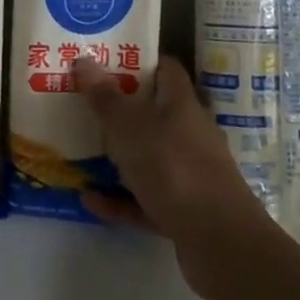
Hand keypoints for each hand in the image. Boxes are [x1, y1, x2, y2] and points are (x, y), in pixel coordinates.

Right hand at [74, 55, 268, 249]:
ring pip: (149, 156)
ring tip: (81, 151)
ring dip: (118, 156)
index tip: (107, 59)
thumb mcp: (128, 126)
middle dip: (121, 109)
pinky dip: (120, 199)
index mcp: (181, 104)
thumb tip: (84, 59)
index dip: (139, 61)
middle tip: (84, 103)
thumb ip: (105, 96)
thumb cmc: (172, 166)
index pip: (165, 69)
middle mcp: (190, 133)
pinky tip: (90, 199)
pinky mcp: (185, 210)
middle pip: (154, 113)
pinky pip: (145, 198)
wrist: (218, 240)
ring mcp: (190, 173)